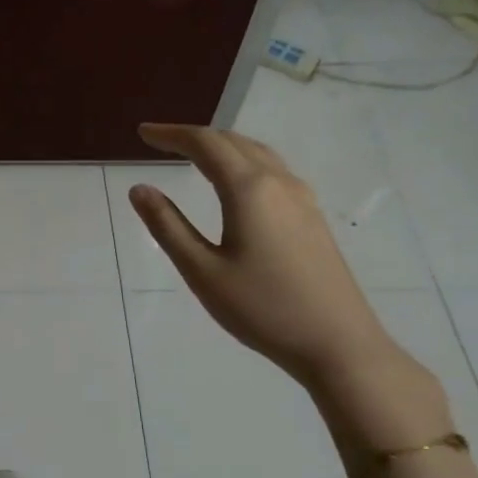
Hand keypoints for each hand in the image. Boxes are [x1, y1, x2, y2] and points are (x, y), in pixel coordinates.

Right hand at [129, 123, 403, 390]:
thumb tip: (139, 189)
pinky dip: (243, 162)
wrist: (338, 344)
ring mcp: (302, 199)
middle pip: (233, 141)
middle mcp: (278, 183)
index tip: (142, 133)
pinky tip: (235, 183)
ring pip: (257, 153)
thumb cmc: (262, 309)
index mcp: (249, 189)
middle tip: (160, 142)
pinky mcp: (312, 217)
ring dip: (222, 146)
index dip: (171, 134)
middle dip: (194, 137)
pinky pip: (273, 171)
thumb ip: (168, 226)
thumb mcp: (202, 270)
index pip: (205, 144)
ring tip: (193, 155)